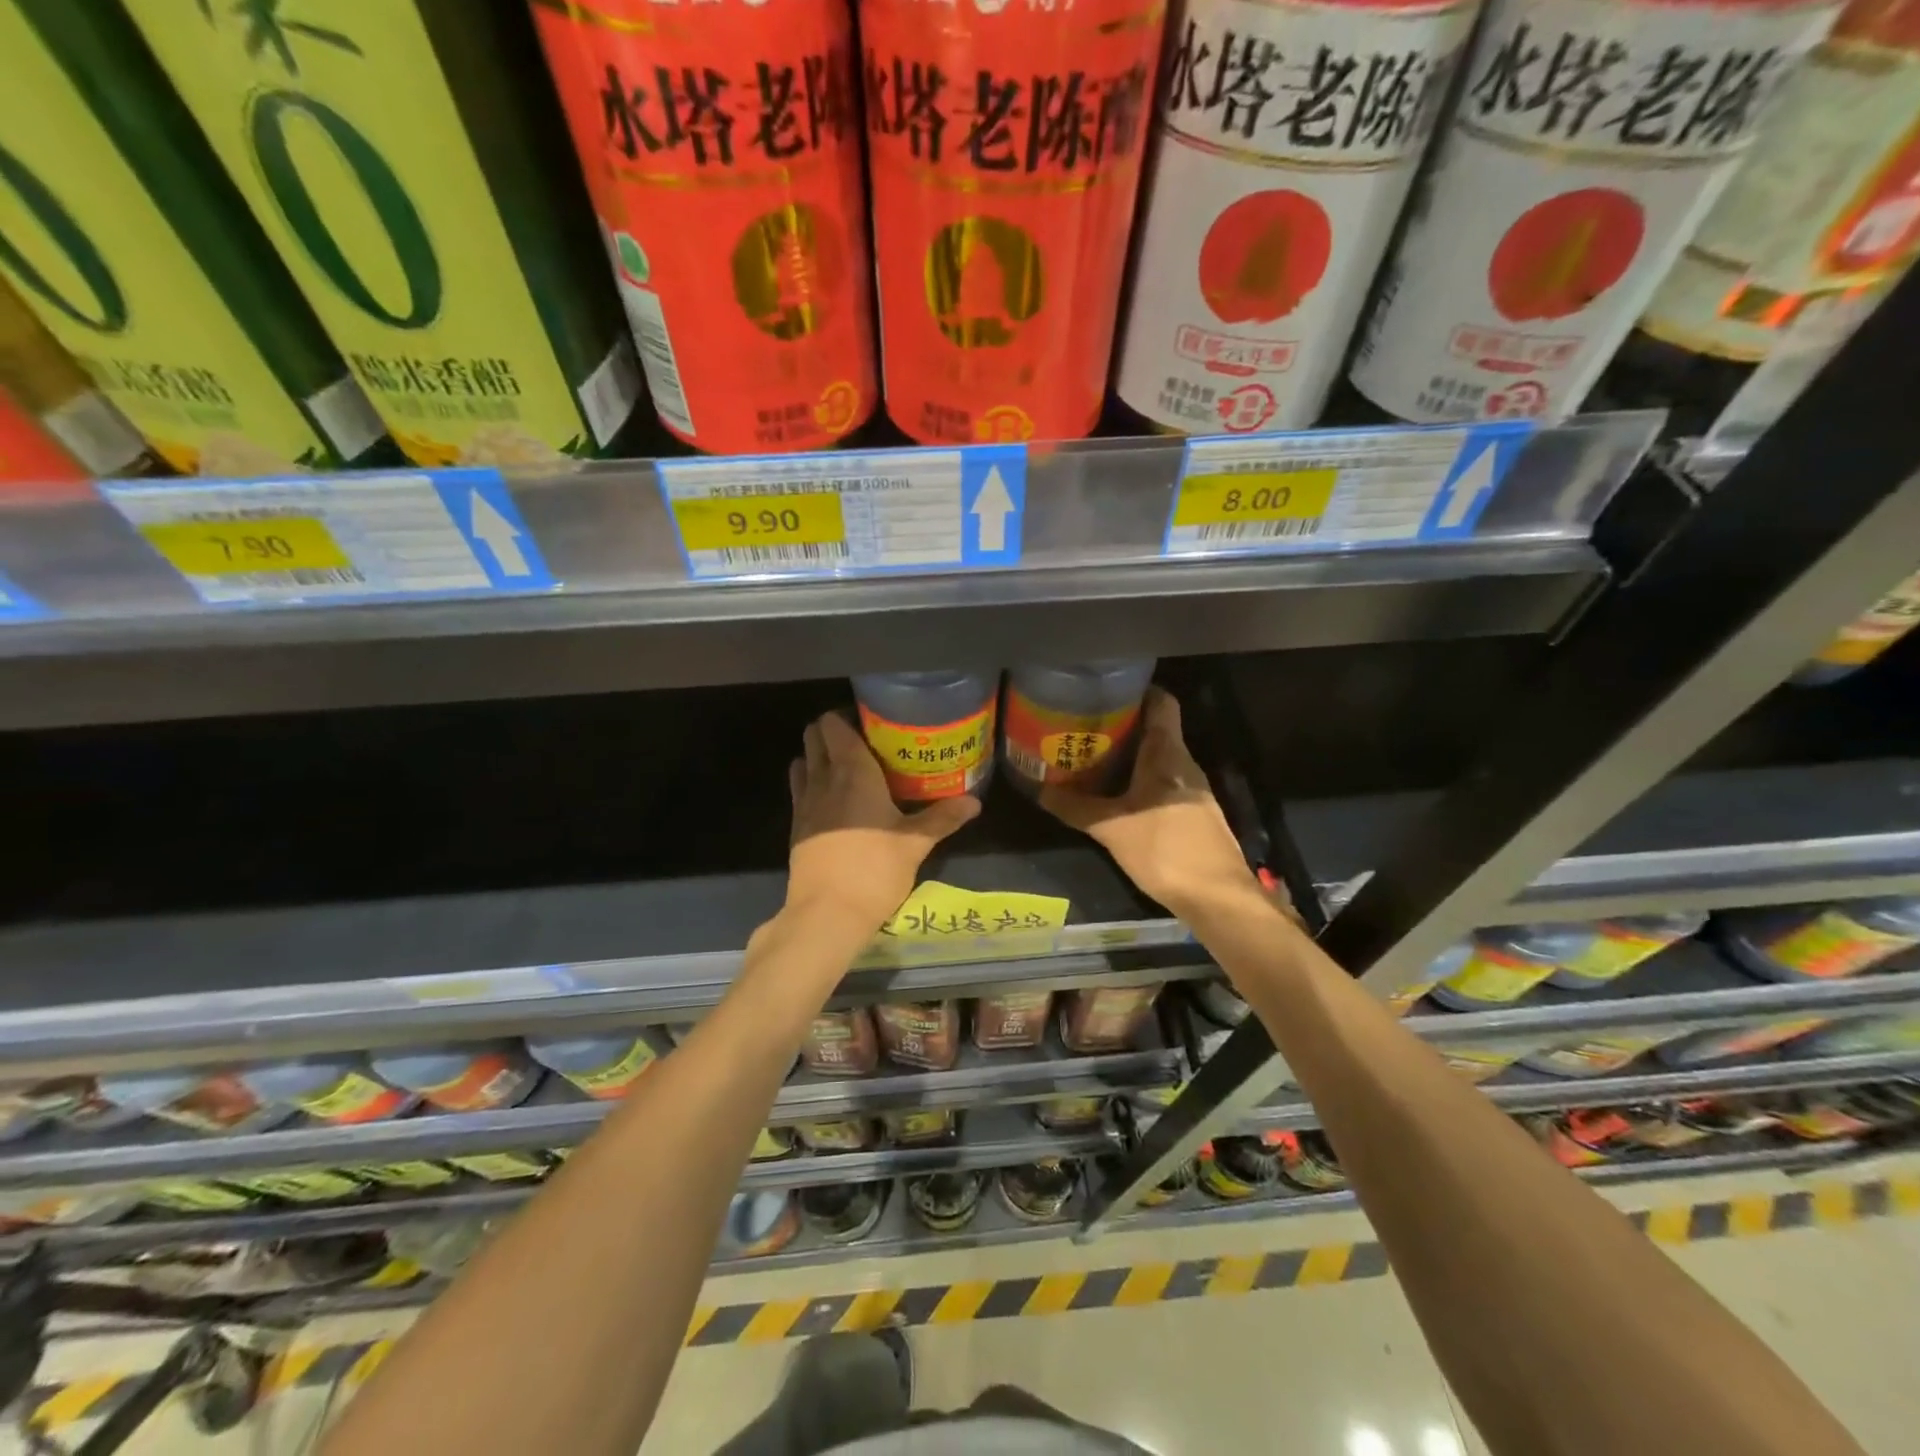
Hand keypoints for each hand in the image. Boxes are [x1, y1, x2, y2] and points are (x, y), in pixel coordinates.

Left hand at [786, 710, 979, 931]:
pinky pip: (799, 790)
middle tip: (863, 742)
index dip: (847, 715)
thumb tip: (974, 802)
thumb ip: (943, 818)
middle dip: (832, 732)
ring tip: (845, 769)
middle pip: (813, 736)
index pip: (834, 723)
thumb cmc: (874, 869)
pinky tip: (834, 802)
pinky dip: (811, 784)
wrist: (827, 913)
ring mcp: (804, 802)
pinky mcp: (795, 827)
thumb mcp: (915, 843)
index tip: (871, 722)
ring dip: (818, 757)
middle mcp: (823, 778)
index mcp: (852, 771)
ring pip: (801, 761)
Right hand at [1041, 688, 1262, 916]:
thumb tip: (1040, 791)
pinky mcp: (1195, 815)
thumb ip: (1076, 808)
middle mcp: (1184, 764)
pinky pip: (1165, 784)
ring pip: (1160, 760)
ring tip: (1095, 759)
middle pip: (1157, 730)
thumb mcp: (1111, 829)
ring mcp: (1194, 791)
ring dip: (1131, 757)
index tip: (1107, 691)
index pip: (1161, 703)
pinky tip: (1119, 796)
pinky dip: (1142, 782)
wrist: (1217, 897)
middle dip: (1123, 726)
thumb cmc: (1164, 850)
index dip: (1138, 691)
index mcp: (1167, 754)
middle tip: (1086, 727)